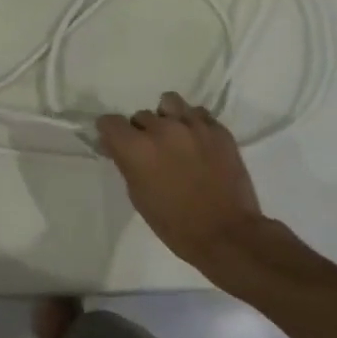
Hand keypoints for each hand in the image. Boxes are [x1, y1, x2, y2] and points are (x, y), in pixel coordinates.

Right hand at [97, 92, 266, 278]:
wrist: (226, 234)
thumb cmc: (175, 224)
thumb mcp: (138, 196)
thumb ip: (126, 164)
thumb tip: (116, 146)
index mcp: (137, 148)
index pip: (110, 122)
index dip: (110, 132)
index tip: (115, 142)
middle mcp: (162, 129)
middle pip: (141, 115)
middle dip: (141, 131)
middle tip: (151, 151)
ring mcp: (193, 125)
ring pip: (169, 103)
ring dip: (166, 117)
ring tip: (174, 136)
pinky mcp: (218, 129)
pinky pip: (198, 113)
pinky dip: (193, 123)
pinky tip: (197, 142)